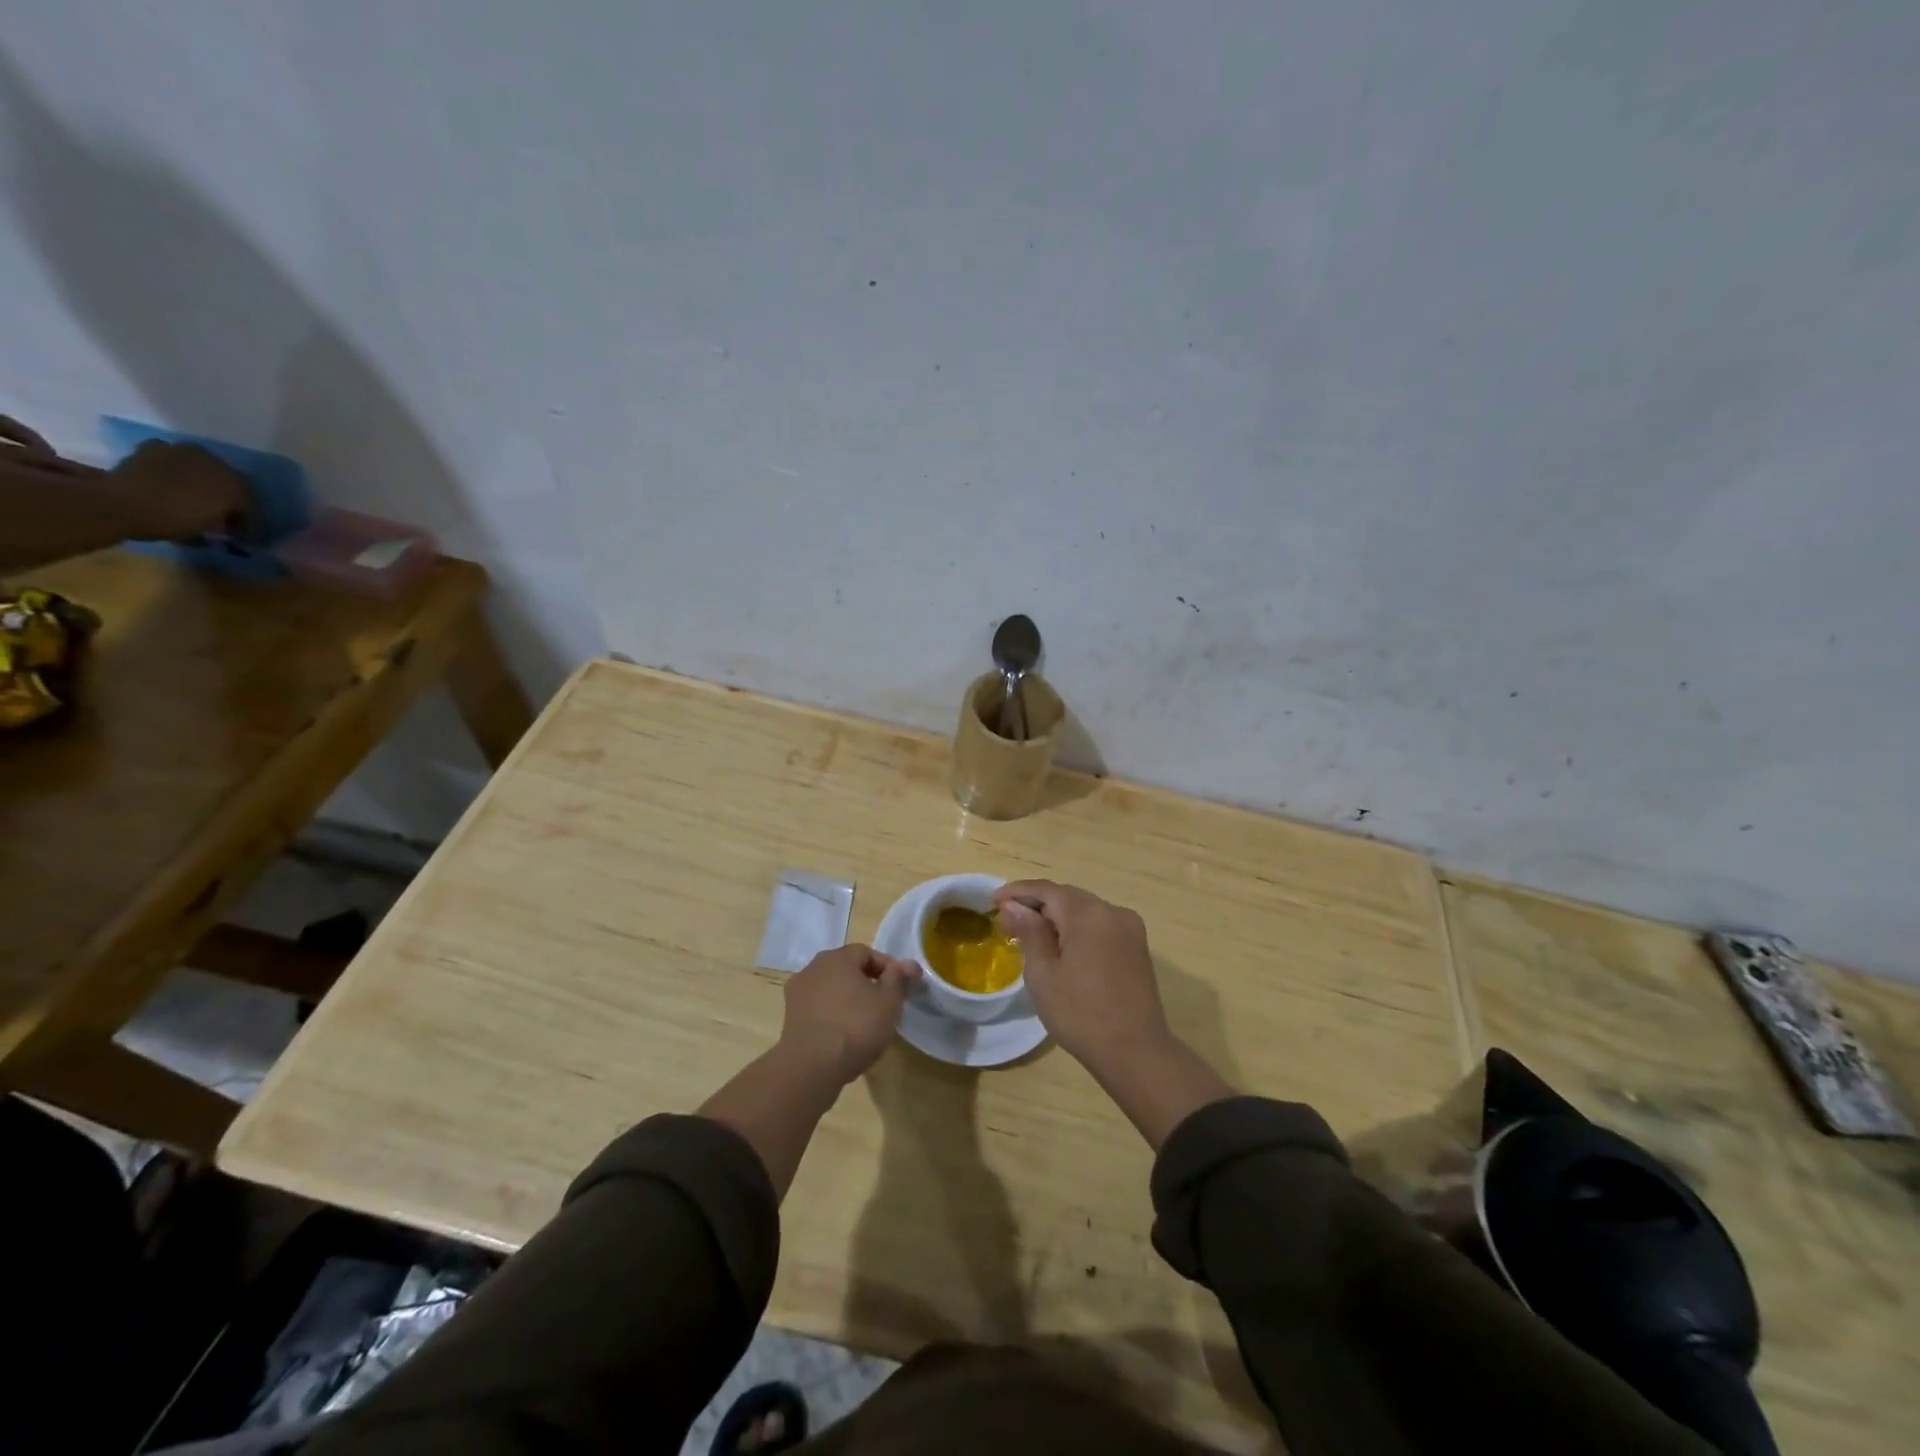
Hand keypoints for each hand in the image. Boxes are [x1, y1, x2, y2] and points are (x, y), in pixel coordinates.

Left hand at [109, 441, 251, 540]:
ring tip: (197, 498)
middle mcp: (213, 460)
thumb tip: (231, 523)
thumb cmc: (173, 520)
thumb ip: (227, 522)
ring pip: (202, 468)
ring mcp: (181, 450)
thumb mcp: (212, 528)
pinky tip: (172, 483)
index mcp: (235, 481)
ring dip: (203, 482)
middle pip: (229, 481)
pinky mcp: (153, 448)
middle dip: (229, 497)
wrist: (120, 504)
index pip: (250, 502)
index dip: (248, 520)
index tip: (242, 535)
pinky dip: (176, 471)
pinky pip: (173, 460)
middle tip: (223, 515)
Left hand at [779, 943, 918, 1084]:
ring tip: (864, 1023)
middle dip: (866, 983)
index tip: (900, 989)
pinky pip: (818, 1008)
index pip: (867, 953)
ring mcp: (798, 992)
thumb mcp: (889, 1002)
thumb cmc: (856, 1026)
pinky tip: (842, 1036)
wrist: (811, 1066)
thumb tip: (909, 964)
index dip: (887, 968)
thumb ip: (900, 979)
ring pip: (831, 988)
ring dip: (847, 999)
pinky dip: (831, 1015)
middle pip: (847, 969)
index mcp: (838, 957)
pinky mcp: (790, 1017)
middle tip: (884, 1005)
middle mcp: (814, 967)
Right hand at [995, 880, 1171, 1070]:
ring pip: (1085, 909)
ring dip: (1058, 915)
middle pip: (1068, 896)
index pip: (1047, 890)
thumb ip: (1029, 932)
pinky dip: (1078, 927)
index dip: (1018, 892)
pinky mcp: (1137, 946)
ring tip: (1032, 932)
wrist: (1135, 1052)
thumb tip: (1014, 906)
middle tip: (1009, 918)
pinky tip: (1063, 944)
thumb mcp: (1042, 974)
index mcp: (1088, 914)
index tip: (994, 900)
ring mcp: (1130, 928)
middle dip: (1038, 903)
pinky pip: (1101, 924)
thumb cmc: (1080, 1014)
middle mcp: (1113, 911)